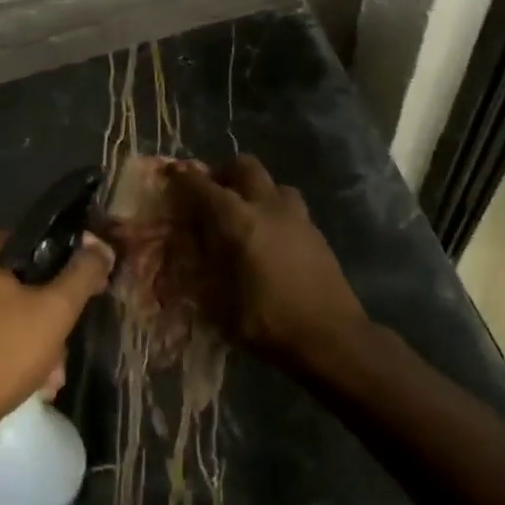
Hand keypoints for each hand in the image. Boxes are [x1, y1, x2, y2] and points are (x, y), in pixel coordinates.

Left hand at [0, 231, 113, 438]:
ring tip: (53, 376)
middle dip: (51, 318)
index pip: (35, 242)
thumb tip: (101, 246)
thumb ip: (83, 273)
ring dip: (39, 344)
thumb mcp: (55, 309)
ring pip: (12, 316)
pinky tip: (33, 384)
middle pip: (25, 284)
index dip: (67, 263)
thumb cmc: (3, 353)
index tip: (87, 290)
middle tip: (66, 344)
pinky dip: (15, 356)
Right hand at [168, 156, 367, 367]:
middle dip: (224, 172)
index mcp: (239, 222)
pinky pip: (290, 206)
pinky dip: (274, 210)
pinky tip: (271, 236)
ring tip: (244, 213)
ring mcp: (297, 217)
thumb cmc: (268, 323)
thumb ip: (204, 267)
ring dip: (255, 189)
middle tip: (212, 192)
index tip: (173, 172)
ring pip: (273, 183)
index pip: (205, 187)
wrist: (332, 338)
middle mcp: (268, 208)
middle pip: (245, 166)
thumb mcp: (219, 303)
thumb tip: (192, 246)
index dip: (185, 177)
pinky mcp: (316, 232)